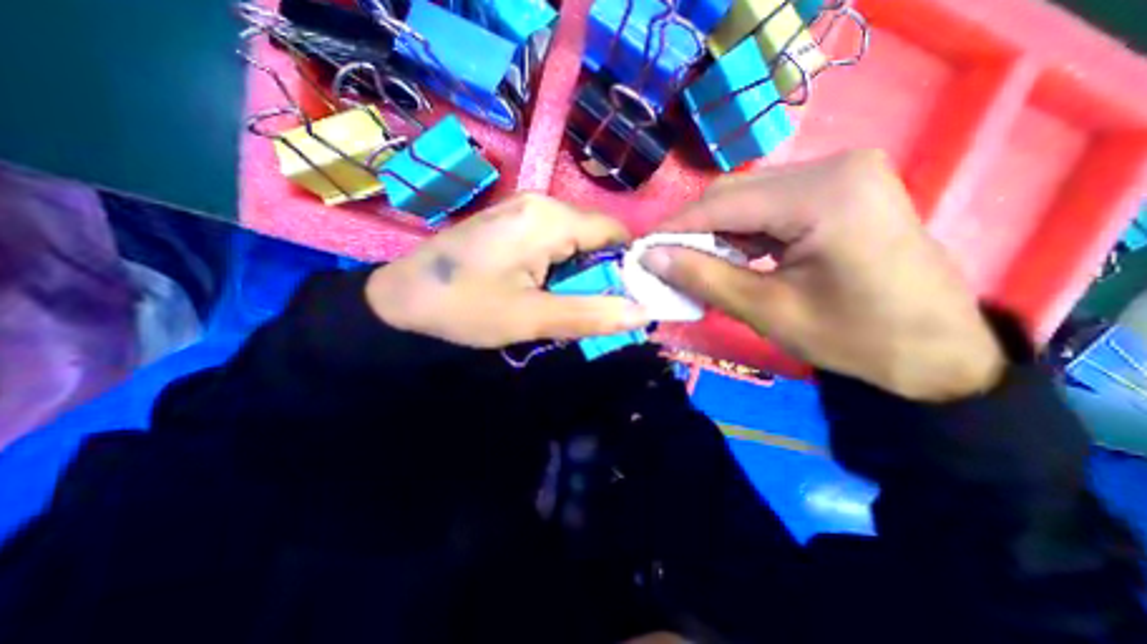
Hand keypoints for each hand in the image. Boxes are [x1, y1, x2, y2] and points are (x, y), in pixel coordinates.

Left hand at [369, 195, 649, 349]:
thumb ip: (591, 314)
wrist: (401, 299)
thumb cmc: (464, 308)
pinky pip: (553, 241)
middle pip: (595, 236)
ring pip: (575, 241)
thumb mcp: (532, 319)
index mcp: (549, 219)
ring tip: (562, 302)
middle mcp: (541, 203)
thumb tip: (645, 311)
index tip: (624, 299)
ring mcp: (523, 209)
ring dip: (579, 273)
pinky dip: (559, 267)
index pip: (615, 233)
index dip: (628, 266)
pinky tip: (542, 289)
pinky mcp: (512, 222)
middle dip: (600, 273)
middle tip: (589, 309)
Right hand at [644, 150, 1006, 402]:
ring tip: (696, 263)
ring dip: (716, 230)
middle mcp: (835, 166)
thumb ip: (702, 277)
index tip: (642, 250)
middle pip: (735, 192)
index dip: (674, 227)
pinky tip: (734, 255)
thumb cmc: (855, 338)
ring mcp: (842, 173)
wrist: (938, 352)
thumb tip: (650, 257)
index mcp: (824, 194)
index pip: (723, 203)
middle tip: (667, 262)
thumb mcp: (767, 311)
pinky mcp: (842, 187)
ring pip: (749, 196)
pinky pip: (771, 203)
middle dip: (694, 228)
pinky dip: (742, 230)